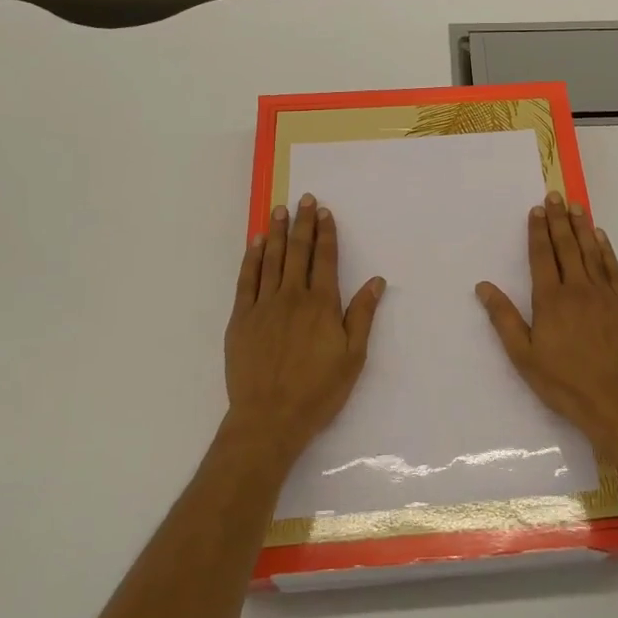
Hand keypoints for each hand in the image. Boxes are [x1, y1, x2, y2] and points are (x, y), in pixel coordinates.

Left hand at [225, 195, 385, 461]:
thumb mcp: (353, 357)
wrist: (269, 418)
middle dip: (302, 223)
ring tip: (280, 210)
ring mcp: (263, 306)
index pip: (324, 259)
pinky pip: (246, 280)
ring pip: (271, 260)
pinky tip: (256, 243)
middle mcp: (292, 297)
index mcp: (321, 305)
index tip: (325, 212)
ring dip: (277, 233)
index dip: (325, 234)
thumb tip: (376, 281)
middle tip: (304, 199)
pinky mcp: (241, 319)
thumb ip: (362, 315)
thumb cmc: (318, 391)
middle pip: (298, 252)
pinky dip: (252, 258)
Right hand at [476, 192, 617, 461]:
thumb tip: (483, 287)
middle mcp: (578, 288)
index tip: (537, 210)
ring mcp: (605, 294)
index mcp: (551, 299)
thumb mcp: (523, 355)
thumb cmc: (563, 381)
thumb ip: (503, 318)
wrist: (615, 400)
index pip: (543, 256)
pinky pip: (613, 268)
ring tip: (576, 206)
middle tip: (555, 195)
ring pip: (591, 252)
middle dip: (559, 219)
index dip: (538, 231)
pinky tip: (601, 237)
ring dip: (582, 227)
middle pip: (567, 246)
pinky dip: (606, 249)